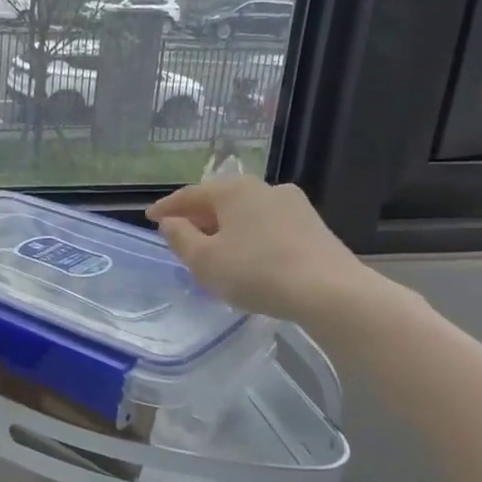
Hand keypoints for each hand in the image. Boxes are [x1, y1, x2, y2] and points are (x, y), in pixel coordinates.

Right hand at [147, 176, 374, 324]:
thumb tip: (171, 223)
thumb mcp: (204, 261)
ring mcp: (294, 206)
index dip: (167, 207)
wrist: (331, 293)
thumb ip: (180, 238)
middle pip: (220, 201)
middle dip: (198, 218)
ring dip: (226, 229)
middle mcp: (264, 188)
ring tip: (214, 250)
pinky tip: (247, 258)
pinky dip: (250, 238)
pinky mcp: (313, 227)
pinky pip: (268, 227)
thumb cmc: (256, 272)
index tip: (150, 218)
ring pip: (246, 214)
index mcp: (234, 190)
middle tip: (180, 235)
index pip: (190, 194)